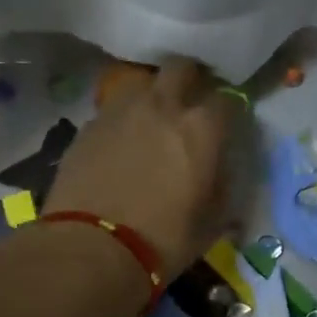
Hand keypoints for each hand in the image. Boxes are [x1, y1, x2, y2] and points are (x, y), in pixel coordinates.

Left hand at [44, 57, 237, 279]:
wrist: (92, 248)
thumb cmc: (162, 241)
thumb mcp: (210, 224)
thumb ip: (221, 190)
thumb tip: (220, 175)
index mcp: (200, 129)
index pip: (227, 100)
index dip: (229, 111)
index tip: (226, 126)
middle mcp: (162, 106)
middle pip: (181, 68)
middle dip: (189, 80)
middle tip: (189, 104)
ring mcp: (120, 111)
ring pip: (141, 83)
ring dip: (151, 95)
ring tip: (150, 121)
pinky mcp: (87, 126)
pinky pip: (112, 110)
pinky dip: (121, 120)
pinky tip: (119, 144)